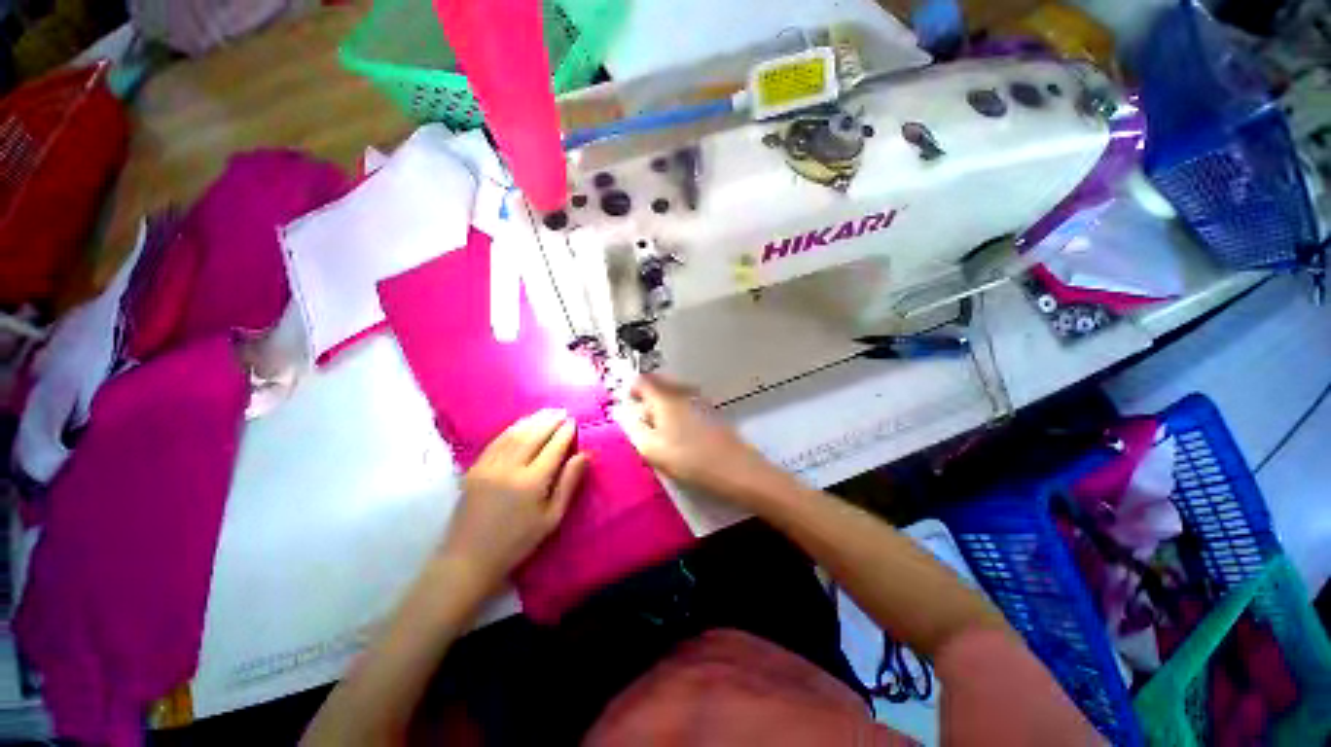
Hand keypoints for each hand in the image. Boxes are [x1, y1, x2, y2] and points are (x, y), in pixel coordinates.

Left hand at [443, 409, 588, 592]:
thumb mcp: (551, 518)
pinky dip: (512, 428)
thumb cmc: (517, 542)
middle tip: (563, 412)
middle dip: (550, 420)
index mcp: (532, 482)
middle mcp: (510, 468)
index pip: (553, 447)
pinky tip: (521, 424)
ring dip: (533, 420)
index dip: (565, 432)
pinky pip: (496, 441)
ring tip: (547, 412)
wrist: (469, 558)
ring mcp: (489, 466)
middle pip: (534, 435)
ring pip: (514, 434)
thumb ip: (568, 483)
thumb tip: (584, 455)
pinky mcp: (474, 468)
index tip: (574, 422)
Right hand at [620, 374, 787, 510]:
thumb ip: (634, 428)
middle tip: (643, 418)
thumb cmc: (688, 459)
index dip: (631, 390)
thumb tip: (625, 413)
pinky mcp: (710, 411)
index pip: (642, 381)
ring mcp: (699, 400)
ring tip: (660, 428)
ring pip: (674, 393)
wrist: (734, 468)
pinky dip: (677, 411)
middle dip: (647, 397)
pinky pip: (686, 403)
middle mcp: (682, 393)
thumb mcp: (651, 448)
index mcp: (664, 398)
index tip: (628, 406)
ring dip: (662, 404)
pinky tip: (680, 432)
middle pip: (659, 383)